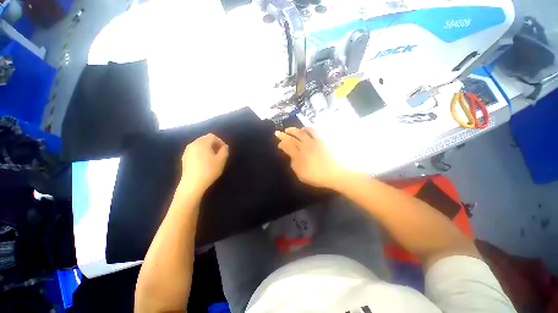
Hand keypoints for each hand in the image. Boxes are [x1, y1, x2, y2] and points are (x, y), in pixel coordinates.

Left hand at [179, 133, 228, 194]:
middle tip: (220, 154)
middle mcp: (193, 144)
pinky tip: (204, 162)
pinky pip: (195, 151)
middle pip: (205, 139)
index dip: (220, 141)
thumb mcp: (221, 160)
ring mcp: (187, 151)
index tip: (224, 150)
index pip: (212, 136)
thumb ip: (224, 151)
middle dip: (214, 145)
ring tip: (213, 158)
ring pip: (199, 145)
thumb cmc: (209, 170)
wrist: (192, 184)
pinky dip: (201, 153)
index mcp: (202, 143)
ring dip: (207, 149)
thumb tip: (224, 147)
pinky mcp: (184, 158)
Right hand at [275, 127, 348, 189]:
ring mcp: (315, 141)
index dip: (282, 143)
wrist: (338, 173)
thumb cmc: (318, 176)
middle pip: (293, 136)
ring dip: (296, 129)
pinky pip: (315, 131)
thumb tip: (291, 156)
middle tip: (280, 132)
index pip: (287, 145)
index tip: (279, 143)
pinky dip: (309, 129)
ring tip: (293, 130)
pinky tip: (307, 130)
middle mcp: (305, 145)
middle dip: (285, 134)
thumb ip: (294, 164)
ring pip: (303, 131)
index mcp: (299, 154)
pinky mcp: (324, 140)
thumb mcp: (301, 174)